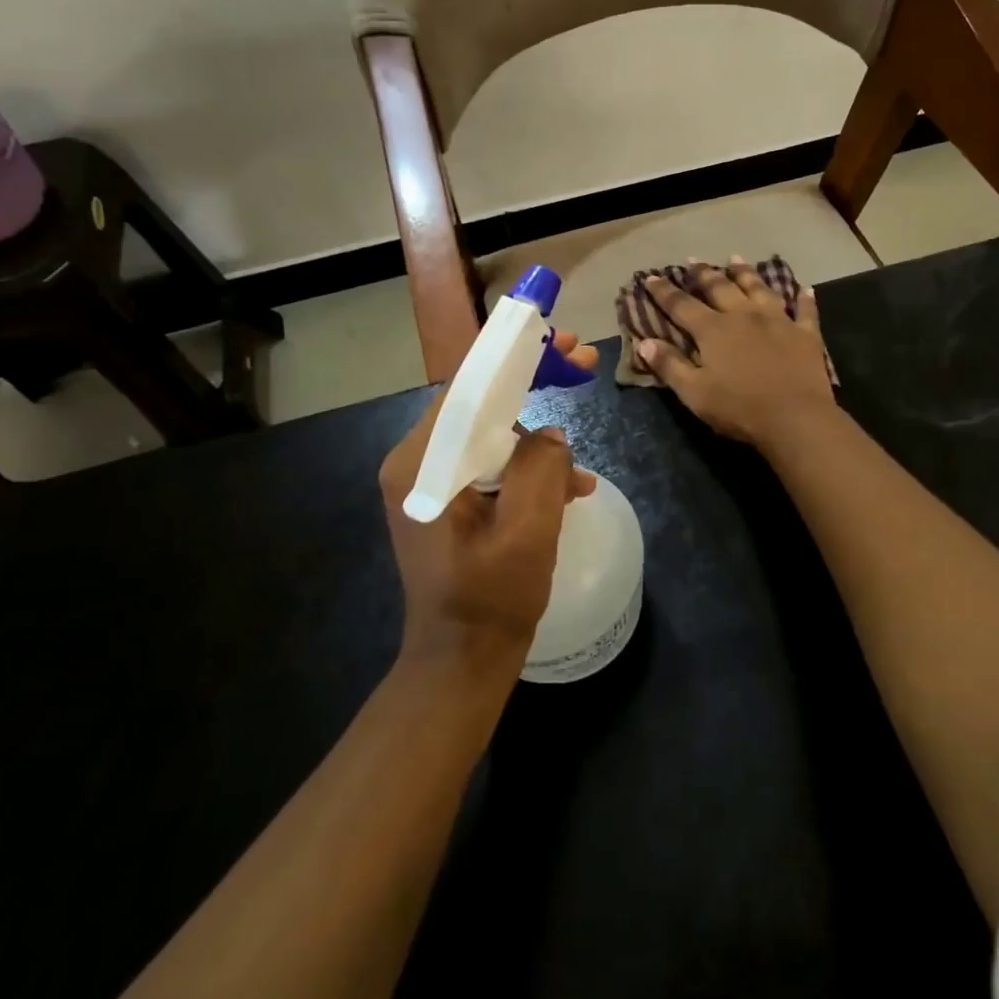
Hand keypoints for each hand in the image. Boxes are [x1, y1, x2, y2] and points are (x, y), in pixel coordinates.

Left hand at [379, 331, 598, 678]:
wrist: (460, 663)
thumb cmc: (491, 601)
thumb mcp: (528, 531)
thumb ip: (541, 466)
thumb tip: (548, 434)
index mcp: (423, 464)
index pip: (465, 384)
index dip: (513, 351)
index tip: (558, 335)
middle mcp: (417, 463)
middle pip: (477, 400)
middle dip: (531, 379)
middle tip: (581, 360)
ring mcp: (431, 483)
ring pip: (489, 432)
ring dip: (537, 436)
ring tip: (580, 462)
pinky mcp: (448, 500)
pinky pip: (491, 464)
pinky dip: (528, 468)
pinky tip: (569, 488)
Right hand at [637, 259, 836, 450]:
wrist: (795, 418)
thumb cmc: (739, 409)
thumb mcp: (694, 393)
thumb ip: (669, 366)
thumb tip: (644, 342)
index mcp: (713, 330)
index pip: (681, 305)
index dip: (664, 291)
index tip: (651, 277)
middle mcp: (744, 316)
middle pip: (720, 288)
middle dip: (703, 274)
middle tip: (693, 260)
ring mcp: (778, 321)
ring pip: (759, 288)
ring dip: (746, 273)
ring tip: (735, 259)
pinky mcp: (806, 334)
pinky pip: (805, 310)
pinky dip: (803, 298)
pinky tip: (804, 289)